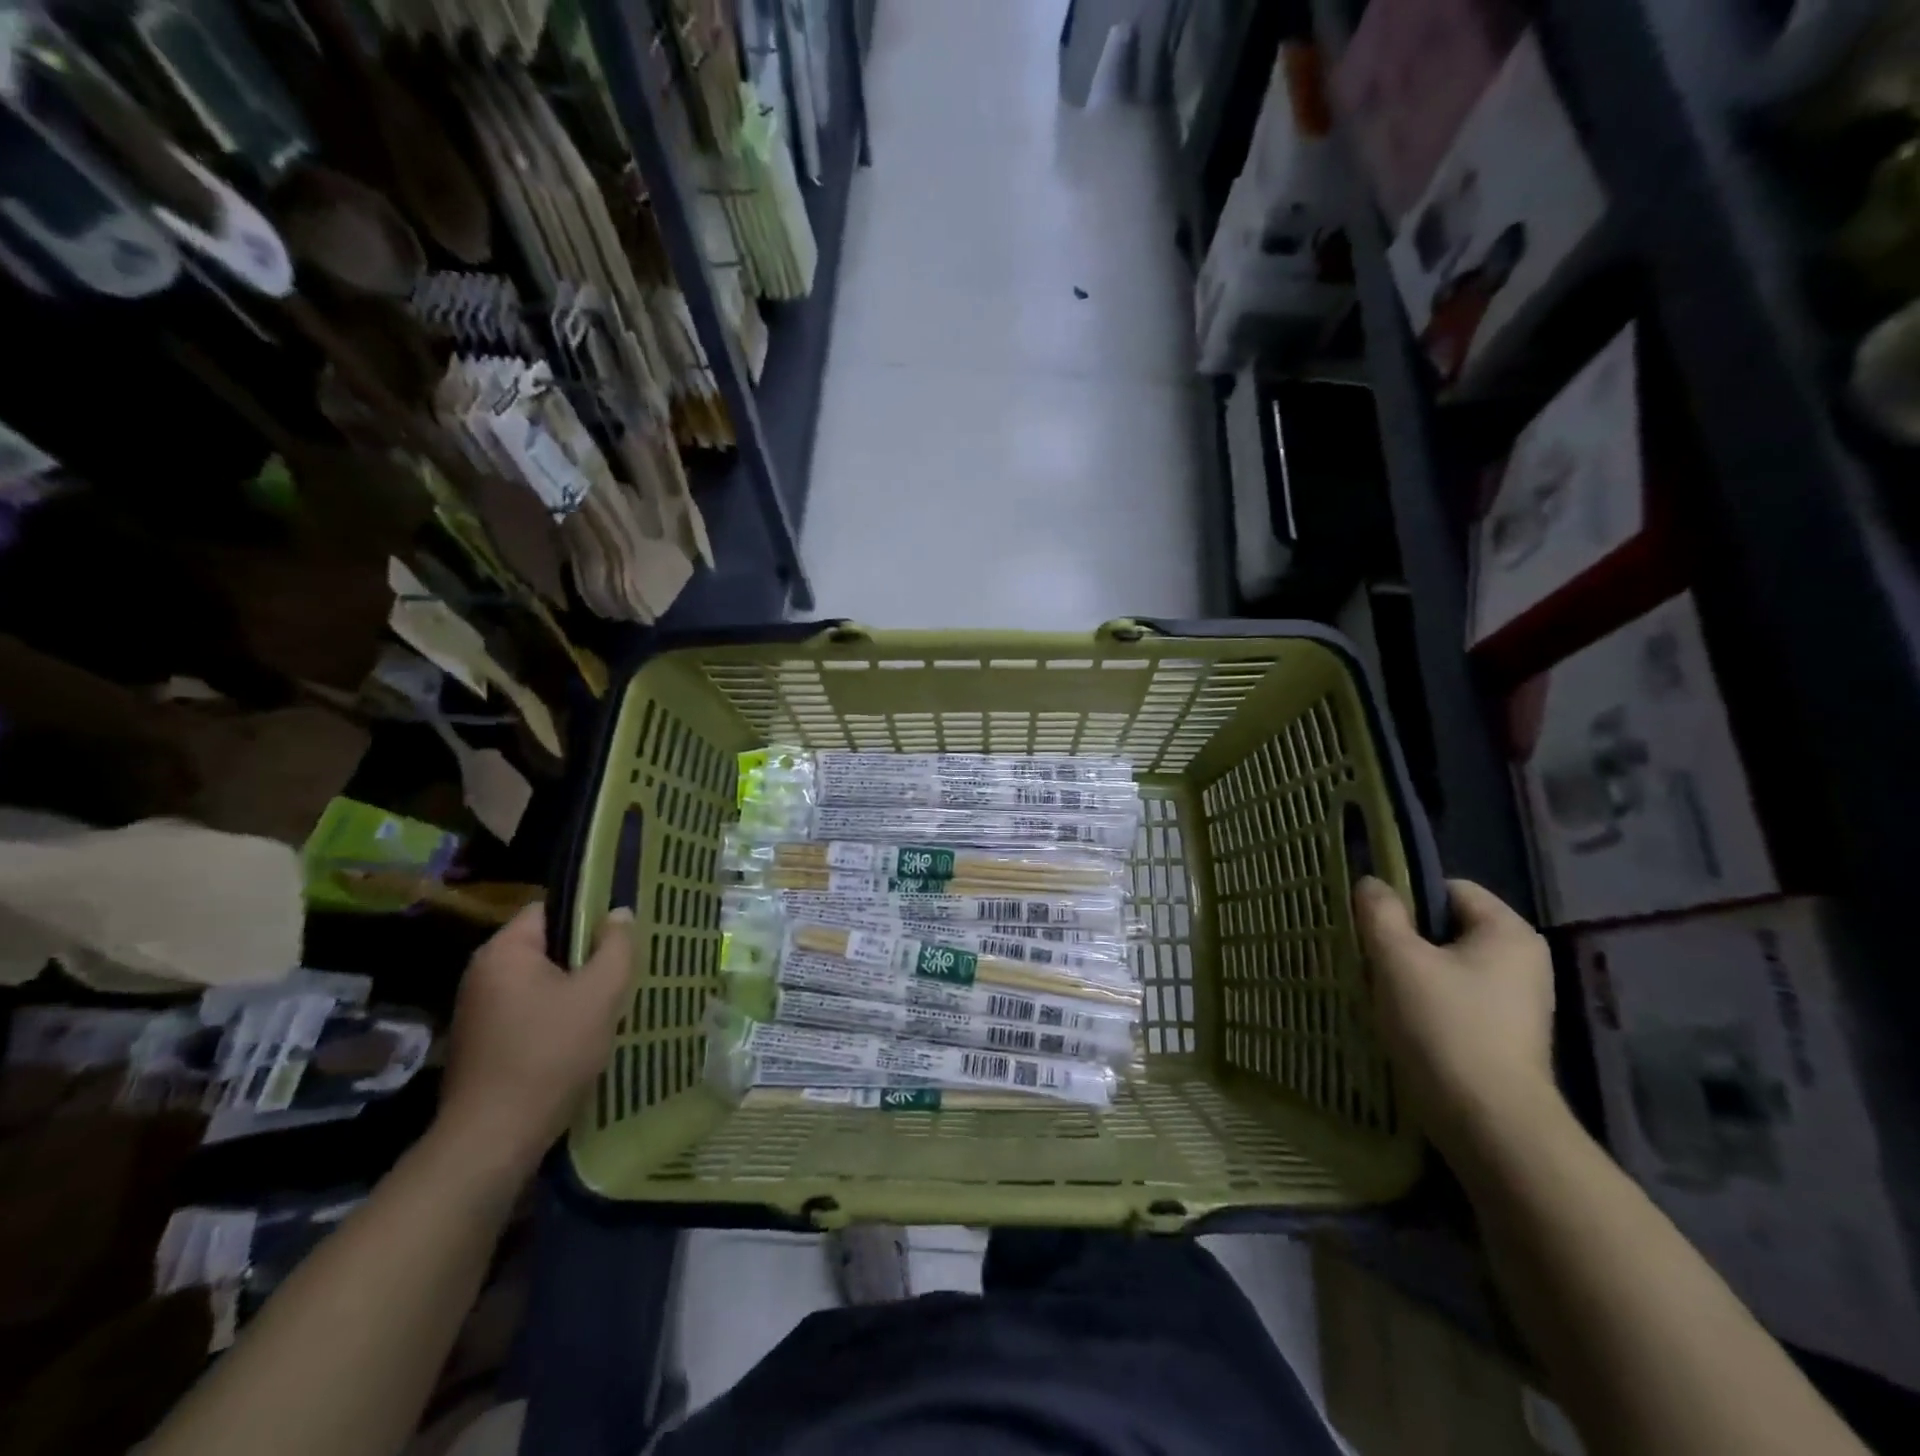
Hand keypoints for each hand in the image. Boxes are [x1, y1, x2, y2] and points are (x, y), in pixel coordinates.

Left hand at [434, 903, 632, 1179]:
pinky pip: (528, 1011)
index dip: (587, 915)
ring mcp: (477, 1011)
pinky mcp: (482, 1043)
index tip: (620, 935)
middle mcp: (482, 973)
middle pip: (546, 946)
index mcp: (504, 951)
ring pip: (540, 982)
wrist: (494, 1139)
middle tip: (622, 971)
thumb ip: (616, 946)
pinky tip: (581, 1036)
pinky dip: (554, 1016)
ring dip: (573, 989)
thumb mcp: (600, 993)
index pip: (549, 909)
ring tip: (608, 1004)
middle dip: (585, 956)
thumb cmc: (550, 1053)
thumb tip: (619, 913)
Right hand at [1353, 876, 1558, 1161]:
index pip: (1448, 888)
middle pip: (1446, 928)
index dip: (1405, 898)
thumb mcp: (1397, 959)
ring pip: (1445, 965)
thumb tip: (1372, 884)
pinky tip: (1400, 1021)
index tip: (1372, 925)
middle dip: (1402, 939)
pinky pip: (1455, 998)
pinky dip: (1425, 1002)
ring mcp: (1518, 1001)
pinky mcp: (1504, 1035)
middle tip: (1368, 958)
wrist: (1489, 1124)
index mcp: (1508, 932)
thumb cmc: (1444, 1026)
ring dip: (1408, 973)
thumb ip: (1380, 912)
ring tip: (1379, 992)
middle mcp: (1523, 960)